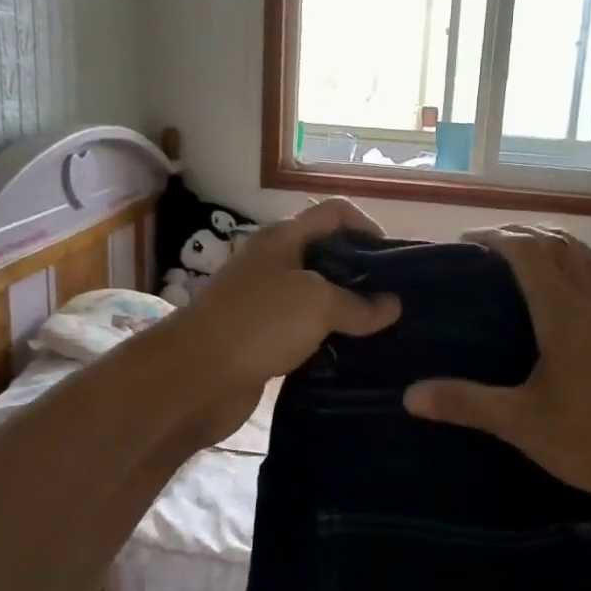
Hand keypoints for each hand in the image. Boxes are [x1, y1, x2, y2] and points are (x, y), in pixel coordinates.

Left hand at [163, 197, 399, 444]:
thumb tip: (393, 306)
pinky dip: (329, 342)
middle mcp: (274, 264)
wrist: (194, 378)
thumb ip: (360, 304)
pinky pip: (305, 334)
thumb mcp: (318, 303)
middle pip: (328, 256)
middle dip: (363, 275)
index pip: (335, 213)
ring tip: (384, 332)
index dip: (368, 227)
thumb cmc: (258, 323)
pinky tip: (353, 358)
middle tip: (397, 303)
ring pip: (318, 300)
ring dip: (348, 314)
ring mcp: (266, 304)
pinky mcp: (263, 340)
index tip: (395, 261)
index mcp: (284, 238)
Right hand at [402, 227, 590, 509]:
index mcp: (562, 314)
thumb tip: (409, 394)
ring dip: (566, 247)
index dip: (496, 237)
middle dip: (525, 236)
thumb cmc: (590, 440)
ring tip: (540, 247)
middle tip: (491, 246)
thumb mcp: (519, 423)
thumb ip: (465, 403)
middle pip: (560, 249)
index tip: (465, 243)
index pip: (528, 253)